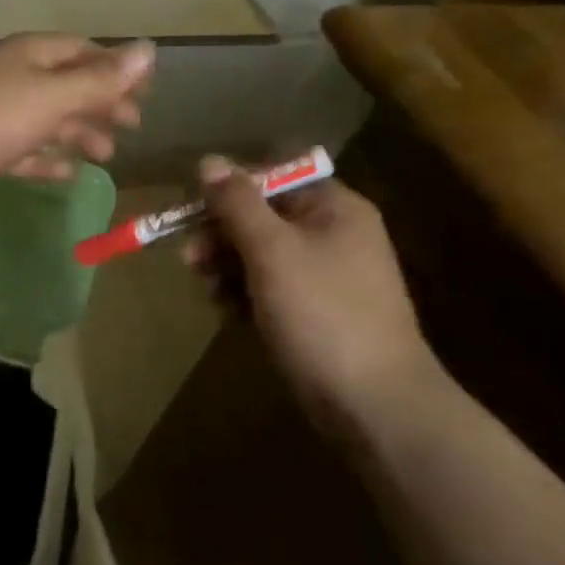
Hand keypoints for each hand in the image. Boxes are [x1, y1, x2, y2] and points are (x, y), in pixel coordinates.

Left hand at [0, 34, 155, 210]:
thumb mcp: (51, 96)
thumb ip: (100, 79)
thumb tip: (149, 49)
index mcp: (32, 56)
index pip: (85, 52)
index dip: (118, 69)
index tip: (148, 93)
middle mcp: (15, 79)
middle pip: (69, 87)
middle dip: (102, 105)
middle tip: (133, 127)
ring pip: (48, 121)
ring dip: (78, 134)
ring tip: (106, 155)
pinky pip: (25, 152)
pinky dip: (47, 161)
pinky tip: (66, 174)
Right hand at [185, 157, 445, 438]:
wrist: (374, 404)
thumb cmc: (322, 314)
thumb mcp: (272, 251)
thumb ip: (237, 204)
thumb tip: (209, 160)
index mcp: (334, 208)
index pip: (275, 176)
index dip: (233, 188)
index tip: (196, 210)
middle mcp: (332, 234)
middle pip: (264, 216)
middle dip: (222, 234)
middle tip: (190, 259)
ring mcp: (326, 277)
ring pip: (261, 255)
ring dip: (228, 267)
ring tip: (209, 292)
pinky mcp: (316, 313)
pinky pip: (270, 289)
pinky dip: (245, 296)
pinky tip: (229, 314)